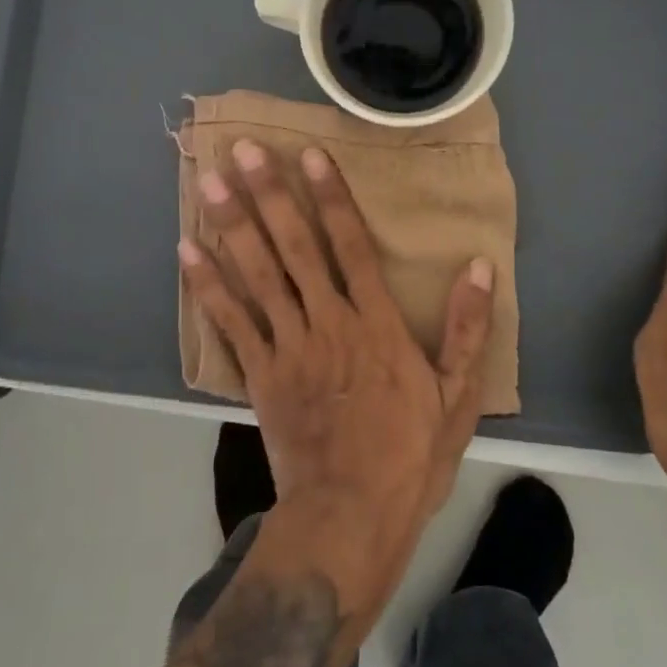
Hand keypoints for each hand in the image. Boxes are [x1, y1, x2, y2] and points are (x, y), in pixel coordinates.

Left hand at [180, 140, 494, 599]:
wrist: (349, 518)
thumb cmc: (409, 455)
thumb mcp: (458, 396)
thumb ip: (468, 328)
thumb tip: (479, 266)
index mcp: (376, 324)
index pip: (350, 245)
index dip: (330, 197)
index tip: (309, 155)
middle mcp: (327, 321)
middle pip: (294, 247)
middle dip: (270, 195)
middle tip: (245, 149)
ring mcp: (288, 346)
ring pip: (257, 274)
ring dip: (233, 225)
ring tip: (210, 182)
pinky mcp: (260, 373)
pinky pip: (231, 321)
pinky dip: (208, 285)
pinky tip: (187, 249)